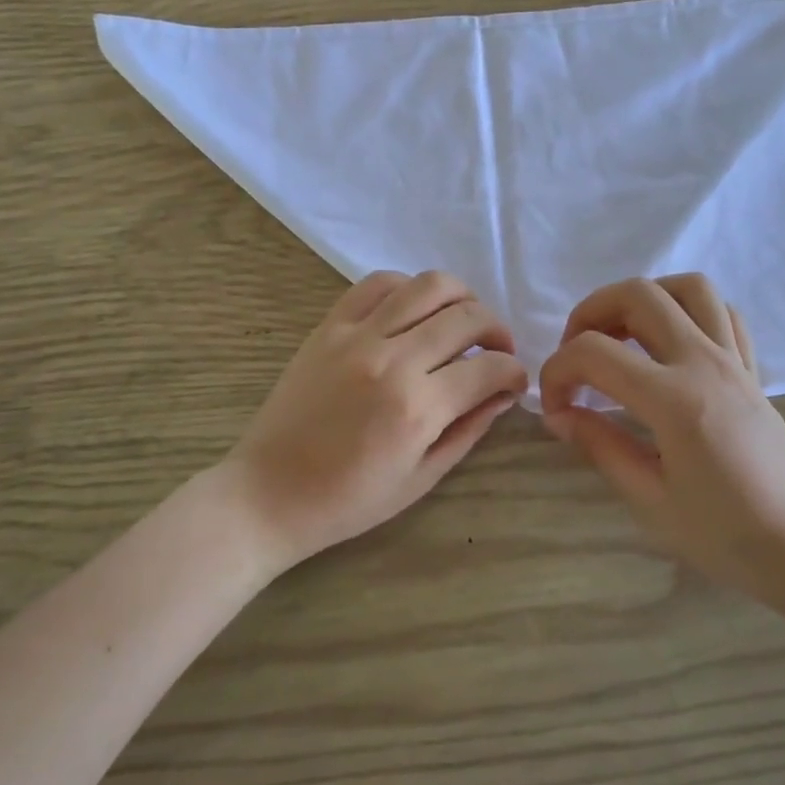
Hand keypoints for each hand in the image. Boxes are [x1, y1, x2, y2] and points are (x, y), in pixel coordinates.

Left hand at [222, 271, 528, 573]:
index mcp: (418, 408)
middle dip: (497, 330)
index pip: (490, 368)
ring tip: (462, 321)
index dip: (515, 372)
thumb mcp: (421, 479)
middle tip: (497, 350)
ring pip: (427, 286)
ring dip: (460, 298)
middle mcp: (392, 359)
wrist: (269, 492)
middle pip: (467, 317)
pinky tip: (414, 310)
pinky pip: (377, 284)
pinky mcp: (329, 326)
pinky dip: (408, 288)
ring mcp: (357, 336)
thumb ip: (467, 429)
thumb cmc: (348, 500)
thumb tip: (502, 394)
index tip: (514, 381)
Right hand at [538, 274, 784, 610]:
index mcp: (674, 400)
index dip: (557, 373)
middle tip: (576, 356)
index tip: (554, 409)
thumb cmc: (728, 537)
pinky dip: (687, 313)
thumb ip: (600, 446)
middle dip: (589, 313)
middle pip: (638, 295)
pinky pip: (723, 313)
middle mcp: (704, 364)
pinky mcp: (751, 371)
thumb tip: (559, 415)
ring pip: (688, 288)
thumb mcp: (650, 501)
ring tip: (621, 337)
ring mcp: (734, 361)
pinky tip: (668, 347)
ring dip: (643, 299)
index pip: (593, 353)